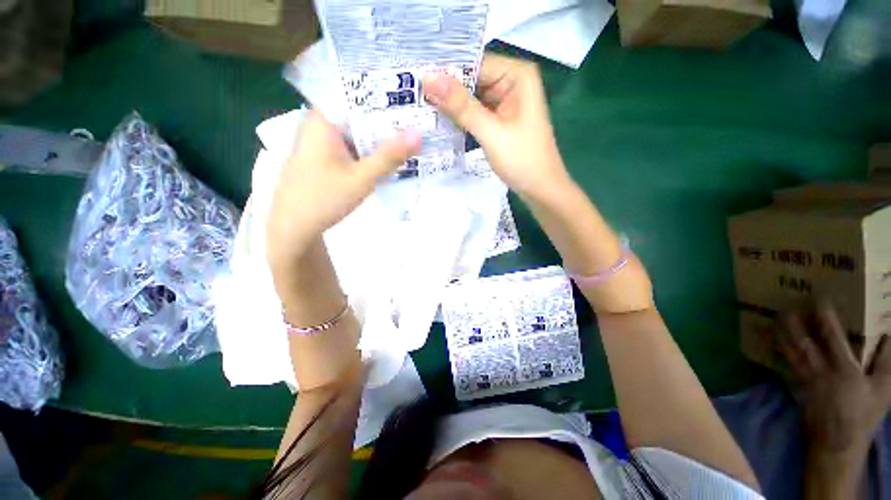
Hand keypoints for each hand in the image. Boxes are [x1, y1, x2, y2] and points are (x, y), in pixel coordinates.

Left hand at [266, 110, 420, 271]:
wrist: (294, 228)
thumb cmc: (324, 198)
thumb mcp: (362, 177)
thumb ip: (390, 155)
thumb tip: (419, 133)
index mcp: (323, 119)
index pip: (356, 93)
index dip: (385, 94)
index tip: (411, 98)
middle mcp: (320, 125)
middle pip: (359, 114)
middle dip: (387, 120)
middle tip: (418, 121)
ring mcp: (322, 143)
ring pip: (357, 133)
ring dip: (380, 139)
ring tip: (409, 137)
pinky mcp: (325, 158)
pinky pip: (352, 148)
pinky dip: (370, 152)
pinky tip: (389, 158)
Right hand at [422, 53, 569, 198]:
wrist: (540, 189)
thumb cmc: (522, 160)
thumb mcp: (490, 132)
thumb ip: (461, 106)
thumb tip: (428, 79)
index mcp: (516, 75)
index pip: (473, 63)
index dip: (445, 71)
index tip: (415, 80)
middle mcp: (511, 82)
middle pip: (471, 79)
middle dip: (445, 89)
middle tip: (411, 96)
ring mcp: (506, 102)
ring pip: (471, 97)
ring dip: (450, 105)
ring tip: (418, 108)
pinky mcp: (500, 119)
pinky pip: (475, 113)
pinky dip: (460, 118)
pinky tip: (439, 121)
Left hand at [778, 300, 890, 454]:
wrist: (838, 444)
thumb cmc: (864, 415)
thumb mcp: (883, 389)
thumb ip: (886, 362)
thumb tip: (889, 335)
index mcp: (843, 368)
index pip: (832, 335)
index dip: (825, 315)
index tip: (818, 298)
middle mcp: (820, 370)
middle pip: (802, 340)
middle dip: (792, 322)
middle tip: (784, 304)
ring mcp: (805, 379)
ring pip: (789, 351)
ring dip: (781, 333)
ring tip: (774, 318)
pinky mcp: (796, 388)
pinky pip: (784, 366)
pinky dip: (778, 352)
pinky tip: (772, 342)